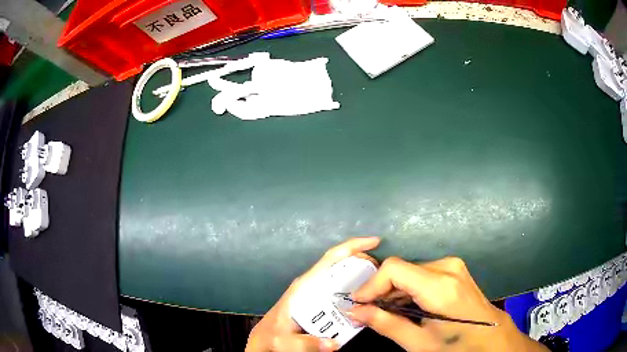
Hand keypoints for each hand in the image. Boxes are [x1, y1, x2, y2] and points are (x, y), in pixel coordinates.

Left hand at [245, 237, 380, 351]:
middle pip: (340, 263)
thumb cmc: (274, 336)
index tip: (375, 242)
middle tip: (384, 272)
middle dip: (363, 261)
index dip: (352, 246)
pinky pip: (339, 287)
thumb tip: (334, 344)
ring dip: (360, 273)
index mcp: (304, 286)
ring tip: (379, 282)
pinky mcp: (317, 298)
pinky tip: (365, 296)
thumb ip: (307, 343)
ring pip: (341, 275)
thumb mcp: (286, 342)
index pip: (330, 259)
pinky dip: (354, 286)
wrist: (265, 338)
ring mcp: (314, 290)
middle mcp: (311, 283)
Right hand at [347, 257, 548, 351]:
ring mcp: (453, 266)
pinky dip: (408, 289)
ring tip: (384, 311)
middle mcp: (447, 267)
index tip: (357, 303)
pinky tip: (405, 306)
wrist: (490, 339)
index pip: (394, 268)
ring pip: (410, 271)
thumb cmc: (456, 345)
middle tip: (367, 311)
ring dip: (393, 290)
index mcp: (440, 285)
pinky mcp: (455, 269)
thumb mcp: (418, 342)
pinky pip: (422, 273)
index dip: (371, 284)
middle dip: (380, 290)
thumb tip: (355, 311)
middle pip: (401, 269)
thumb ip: (385, 324)